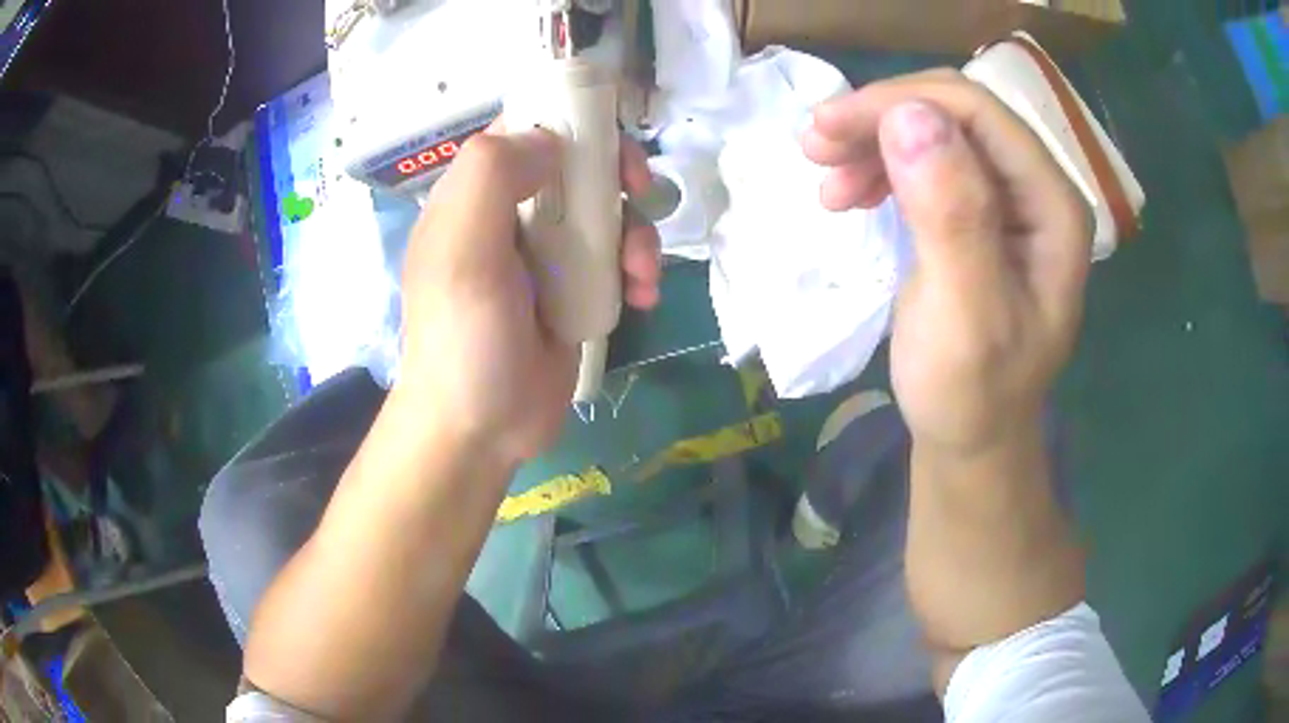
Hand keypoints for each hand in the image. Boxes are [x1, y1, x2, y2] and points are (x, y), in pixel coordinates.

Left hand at [397, 128, 660, 464]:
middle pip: (577, 165)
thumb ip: (493, 177)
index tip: (607, 143)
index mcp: (475, 195)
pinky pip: (616, 257)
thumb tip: (551, 142)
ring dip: (636, 232)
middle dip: (617, 177)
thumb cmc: (465, 340)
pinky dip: (637, 268)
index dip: (571, 121)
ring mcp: (546, 253)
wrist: (481, 429)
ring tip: (641, 273)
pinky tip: (644, 295)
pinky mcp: (574, 289)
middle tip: (642, 195)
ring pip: (606, 211)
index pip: (525, 128)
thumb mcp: (462, 252)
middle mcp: (511, 214)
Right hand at [803, 70, 1090, 453]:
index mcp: (1053, 207)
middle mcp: (1038, 190)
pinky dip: (882, 165)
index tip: (828, 128)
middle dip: (882, 116)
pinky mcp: (980, 212)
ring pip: (936, 129)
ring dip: (876, 140)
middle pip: (956, 112)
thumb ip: (951, 217)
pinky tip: (851, 192)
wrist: (971, 437)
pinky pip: (928, 161)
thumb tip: (910, 114)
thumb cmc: (971, 393)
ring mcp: (1010, 199)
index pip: (979, 112)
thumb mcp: (964, 317)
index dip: (901, 102)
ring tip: (826, 179)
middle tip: (815, 145)